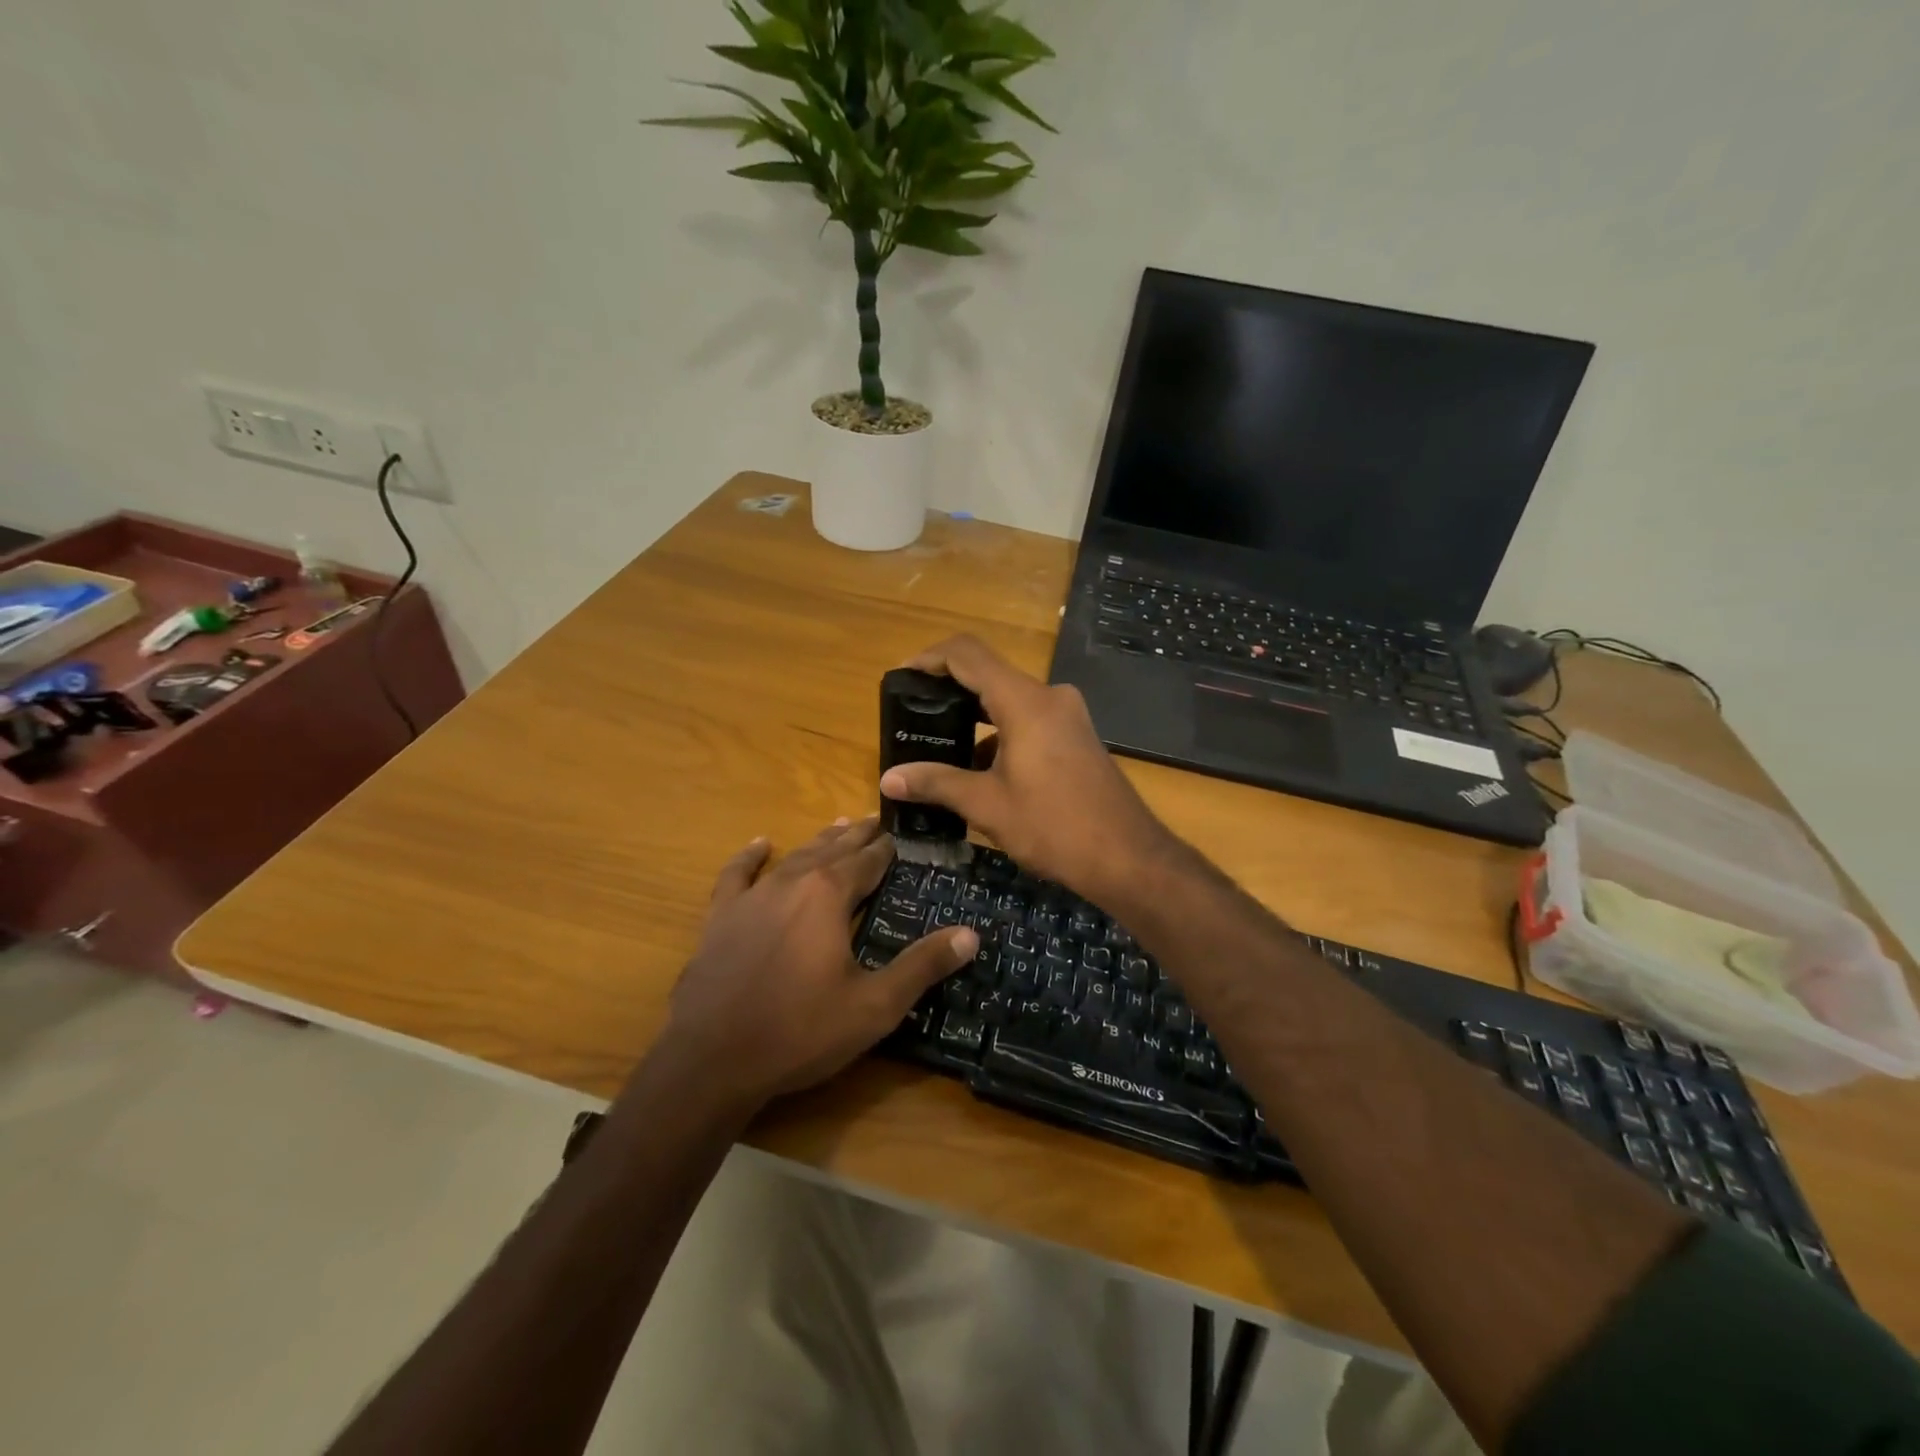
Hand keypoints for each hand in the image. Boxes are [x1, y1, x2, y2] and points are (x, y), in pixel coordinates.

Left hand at [661, 817, 976, 1108]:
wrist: (711, 1059)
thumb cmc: (800, 1031)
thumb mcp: (874, 1006)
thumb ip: (923, 966)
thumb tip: (971, 935)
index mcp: (830, 894)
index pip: (869, 861)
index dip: (888, 849)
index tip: (902, 836)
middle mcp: (793, 882)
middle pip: (833, 850)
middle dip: (858, 836)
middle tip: (876, 820)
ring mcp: (752, 897)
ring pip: (794, 856)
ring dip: (819, 841)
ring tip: (838, 827)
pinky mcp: (720, 917)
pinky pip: (737, 875)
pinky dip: (750, 857)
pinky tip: (760, 844)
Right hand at [878, 635, 1175, 904]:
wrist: (1128, 857)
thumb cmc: (1054, 827)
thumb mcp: (988, 805)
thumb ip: (936, 783)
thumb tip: (888, 779)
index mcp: (1025, 702)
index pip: (968, 655)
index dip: (930, 658)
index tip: (902, 677)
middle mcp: (1049, 697)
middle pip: (989, 674)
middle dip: (948, 691)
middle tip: (914, 715)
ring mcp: (1068, 715)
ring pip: (1010, 701)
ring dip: (975, 717)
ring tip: (940, 746)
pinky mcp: (1077, 736)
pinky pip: (1030, 720)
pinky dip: (1001, 734)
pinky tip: (981, 770)